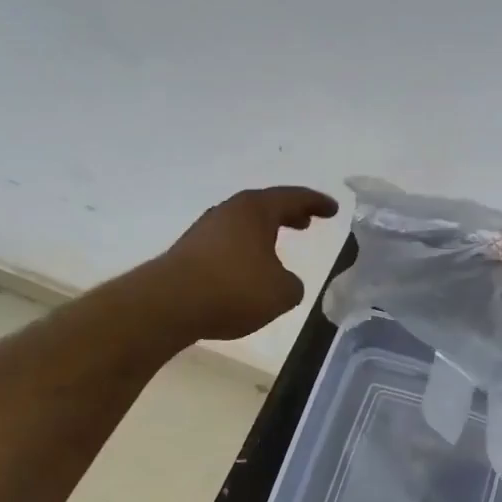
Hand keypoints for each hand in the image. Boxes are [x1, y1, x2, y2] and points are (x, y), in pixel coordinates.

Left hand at [153, 186, 337, 341]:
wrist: (169, 303)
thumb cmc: (234, 289)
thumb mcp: (281, 292)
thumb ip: (292, 284)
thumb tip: (284, 281)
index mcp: (256, 210)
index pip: (293, 198)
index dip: (316, 203)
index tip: (332, 209)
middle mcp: (229, 211)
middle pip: (265, 206)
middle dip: (289, 213)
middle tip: (306, 221)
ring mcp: (206, 229)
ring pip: (244, 224)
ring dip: (264, 231)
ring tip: (279, 244)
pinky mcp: (190, 250)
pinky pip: (228, 242)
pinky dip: (245, 248)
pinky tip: (249, 267)